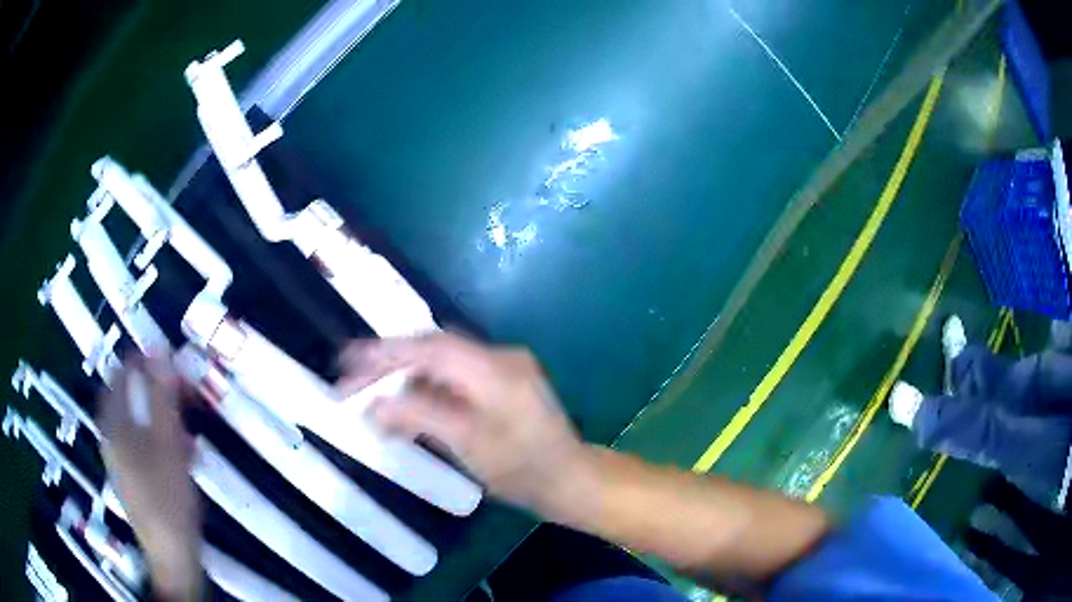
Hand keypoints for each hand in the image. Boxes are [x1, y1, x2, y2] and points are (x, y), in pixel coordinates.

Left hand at [98, 355, 201, 599]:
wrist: (171, 554)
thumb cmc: (166, 495)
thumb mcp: (167, 441)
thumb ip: (162, 396)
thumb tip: (160, 350)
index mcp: (113, 423)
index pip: (121, 373)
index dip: (144, 362)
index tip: (171, 362)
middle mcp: (110, 436)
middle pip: (129, 399)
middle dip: (157, 392)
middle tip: (185, 396)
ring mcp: (119, 460)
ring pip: (138, 423)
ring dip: (162, 418)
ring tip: (188, 428)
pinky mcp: (132, 478)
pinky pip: (142, 446)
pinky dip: (160, 441)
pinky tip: (182, 455)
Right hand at [337, 332, 592, 517]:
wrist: (572, 481)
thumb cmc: (523, 468)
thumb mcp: (469, 444)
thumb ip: (419, 417)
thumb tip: (374, 404)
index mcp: (494, 367)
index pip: (428, 348)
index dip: (385, 352)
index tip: (348, 359)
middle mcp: (499, 357)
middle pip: (432, 351)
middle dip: (389, 364)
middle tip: (352, 381)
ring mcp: (503, 369)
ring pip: (441, 365)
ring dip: (406, 379)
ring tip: (372, 396)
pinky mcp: (502, 384)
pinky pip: (454, 379)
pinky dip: (427, 390)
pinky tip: (407, 407)